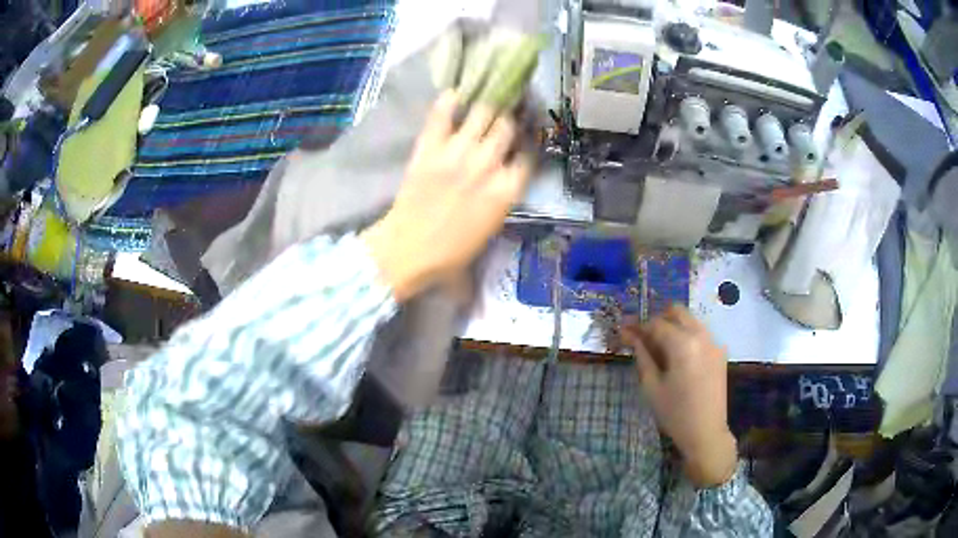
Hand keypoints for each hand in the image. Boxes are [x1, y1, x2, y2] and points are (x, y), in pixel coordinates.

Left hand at [362, 91, 531, 301]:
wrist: (407, 251)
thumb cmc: (451, 253)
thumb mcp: (492, 230)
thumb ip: (504, 198)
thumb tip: (507, 175)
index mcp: (506, 191)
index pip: (528, 153)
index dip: (529, 140)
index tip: (526, 132)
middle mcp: (487, 165)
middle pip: (507, 126)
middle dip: (511, 115)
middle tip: (509, 106)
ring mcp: (457, 153)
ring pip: (482, 112)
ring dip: (488, 103)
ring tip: (488, 95)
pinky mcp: (429, 148)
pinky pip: (442, 114)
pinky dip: (449, 101)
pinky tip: (455, 94)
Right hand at [620, 306, 736, 487]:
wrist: (706, 432)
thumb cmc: (674, 413)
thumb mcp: (652, 386)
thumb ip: (642, 355)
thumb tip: (630, 335)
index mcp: (683, 344)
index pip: (656, 324)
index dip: (638, 326)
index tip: (624, 331)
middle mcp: (701, 335)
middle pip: (677, 312)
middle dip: (658, 319)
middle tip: (643, 336)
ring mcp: (714, 342)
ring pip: (690, 320)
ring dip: (673, 326)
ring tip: (658, 346)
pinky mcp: (720, 352)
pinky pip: (700, 333)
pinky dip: (686, 336)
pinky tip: (677, 356)